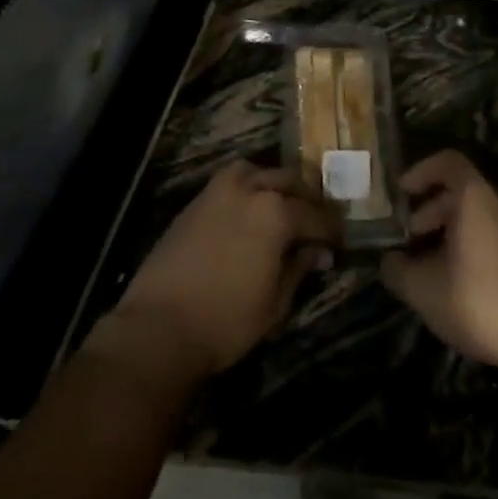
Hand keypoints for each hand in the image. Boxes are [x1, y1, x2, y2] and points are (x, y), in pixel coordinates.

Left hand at [111, 162, 340, 381]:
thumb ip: (299, 268)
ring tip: (283, 207)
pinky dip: (247, 188)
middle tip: (317, 221)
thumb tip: (318, 252)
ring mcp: (218, 191)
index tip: (339, 242)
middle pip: (289, 181)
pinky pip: (231, 182)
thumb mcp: (275, 302)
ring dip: (275, 185)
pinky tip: (250, 211)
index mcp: (276, 212)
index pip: (316, 215)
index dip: (331, 230)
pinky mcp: (196, 201)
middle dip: (307, 199)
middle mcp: (249, 189)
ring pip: (257, 172)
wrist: (158, 326)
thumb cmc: (226, 320)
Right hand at [381, 150, 497, 371]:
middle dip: (430, 209)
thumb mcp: (423, 289)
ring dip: (449, 231)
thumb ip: (397, 270)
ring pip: (478, 217)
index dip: (421, 171)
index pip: (448, 162)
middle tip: (409, 235)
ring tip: (427, 264)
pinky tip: (455, 283)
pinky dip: (469, 247)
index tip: (402, 193)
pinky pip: (492, 237)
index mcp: (476, 198)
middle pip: (461, 191)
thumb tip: (388, 260)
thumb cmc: (479, 301)